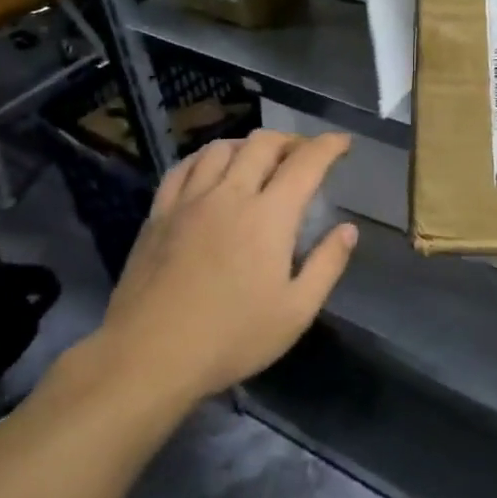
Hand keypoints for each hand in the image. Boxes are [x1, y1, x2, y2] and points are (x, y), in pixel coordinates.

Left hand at [91, 129, 358, 406]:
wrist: (148, 357)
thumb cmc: (231, 338)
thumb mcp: (296, 312)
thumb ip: (327, 264)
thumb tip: (348, 229)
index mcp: (270, 215)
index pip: (306, 162)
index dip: (329, 145)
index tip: (343, 141)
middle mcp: (231, 194)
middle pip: (262, 144)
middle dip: (290, 140)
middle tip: (303, 154)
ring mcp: (190, 201)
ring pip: (221, 148)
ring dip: (248, 145)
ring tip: (258, 159)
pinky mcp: (159, 214)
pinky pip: (184, 167)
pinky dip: (205, 157)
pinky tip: (210, 169)